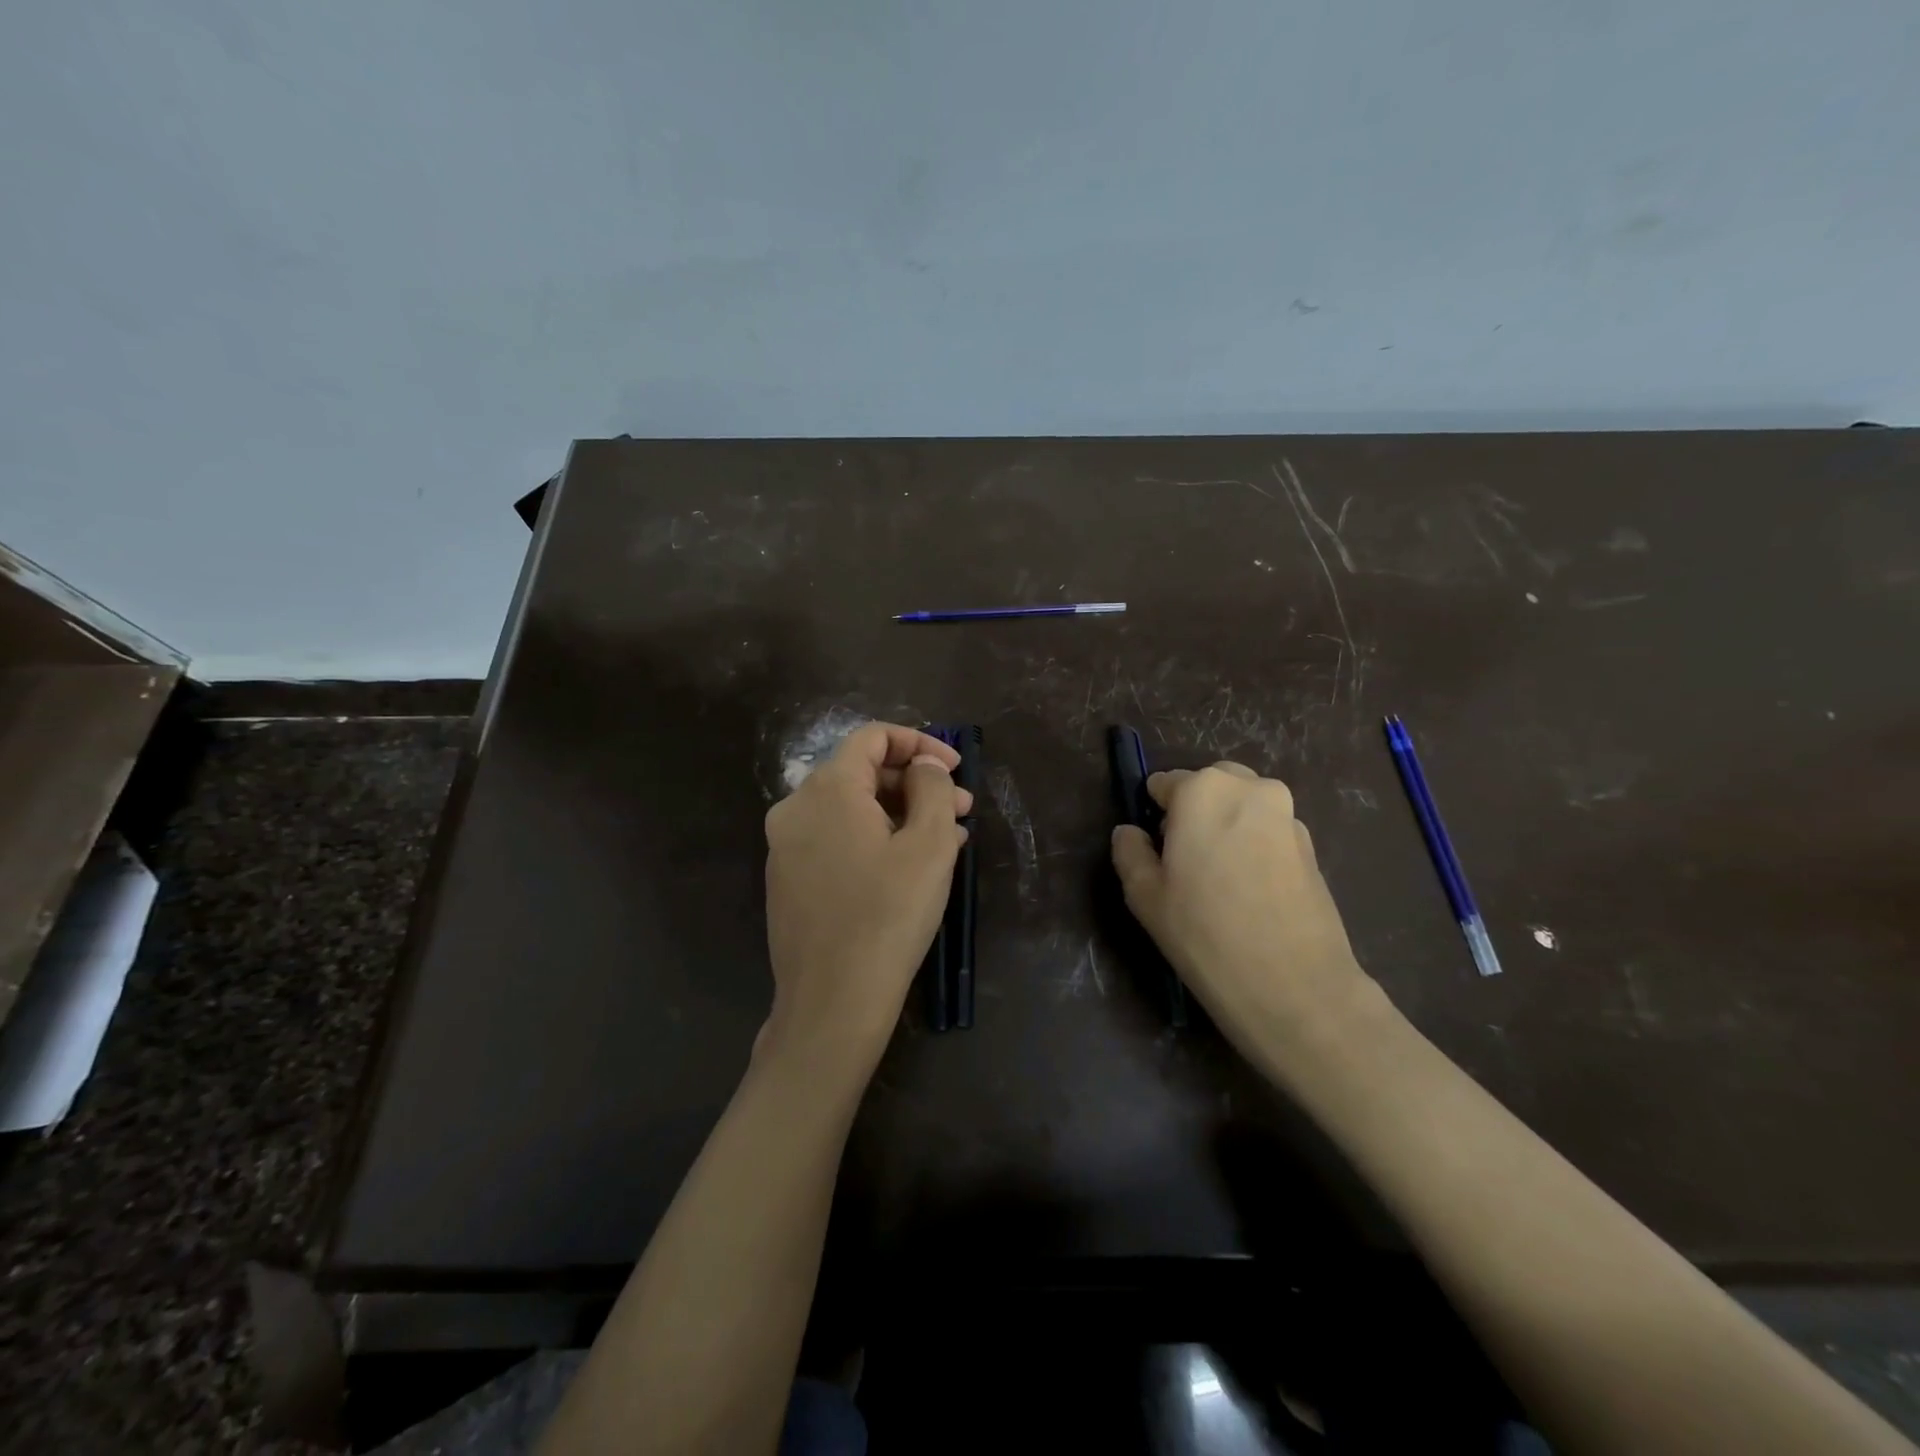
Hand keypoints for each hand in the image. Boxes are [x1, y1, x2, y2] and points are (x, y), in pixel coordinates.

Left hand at [763, 722, 971, 1061]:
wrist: (832, 1002)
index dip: (920, 743)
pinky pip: (835, 839)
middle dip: (916, 784)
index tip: (956, 769)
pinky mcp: (787, 879)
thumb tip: (924, 766)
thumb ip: (932, 789)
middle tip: (961, 810)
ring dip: (900, 814)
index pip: (872, 737)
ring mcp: (785, 847)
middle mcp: (795, 808)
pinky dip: (874, 839)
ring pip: (850, 809)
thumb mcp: (929, 845)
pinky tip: (908, 867)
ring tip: (948, 840)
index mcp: (827, 789)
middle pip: (861, 773)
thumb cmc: (888, 915)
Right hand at [1110, 763, 1376, 1057]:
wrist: (1295, 987)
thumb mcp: (1144, 895)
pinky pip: (1268, 832)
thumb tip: (1130, 832)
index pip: (1164, 784)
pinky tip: (1250, 894)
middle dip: (1194, 813)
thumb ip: (1130, 852)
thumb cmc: (1205, 934)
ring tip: (1221, 883)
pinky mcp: (1312, 846)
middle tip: (1186, 864)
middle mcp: (1249, 789)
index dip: (1155, 816)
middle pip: (1209, 786)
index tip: (1157, 854)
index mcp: (1203, 790)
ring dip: (1226, 828)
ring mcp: (1288, 815)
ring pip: (1242, 807)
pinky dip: (1254, 847)